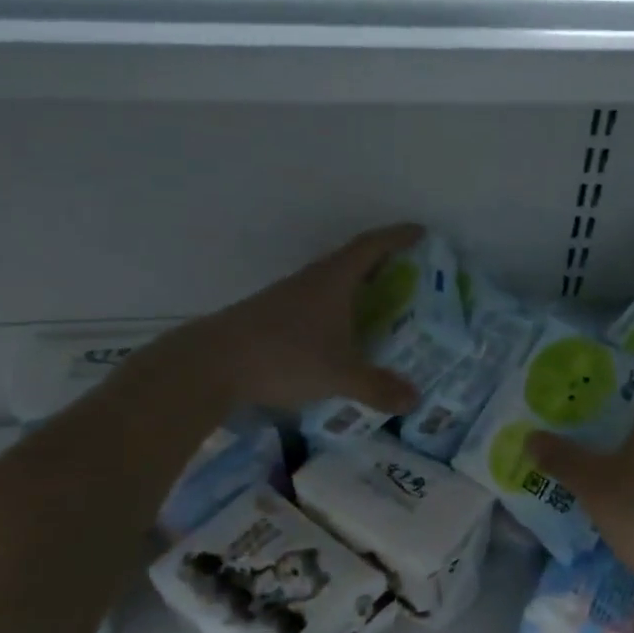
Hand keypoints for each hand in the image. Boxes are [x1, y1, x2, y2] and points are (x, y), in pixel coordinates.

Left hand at [139, 225, 427, 413]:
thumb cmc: (284, 357)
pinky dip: (336, 314)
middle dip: (383, 267)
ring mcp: (287, 298)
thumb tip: (415, 399)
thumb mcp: (339, 375)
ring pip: (331, 286)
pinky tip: (341, 338)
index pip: (371, 247)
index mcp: (333, 280)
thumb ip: (378, 387)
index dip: (398, 237)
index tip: (421, 233)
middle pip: (352, 263)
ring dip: (356, 292)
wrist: (212, 365)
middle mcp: (311, 281)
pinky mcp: (271, 318)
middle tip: (410, 279)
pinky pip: (315, 307)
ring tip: (381, 311)